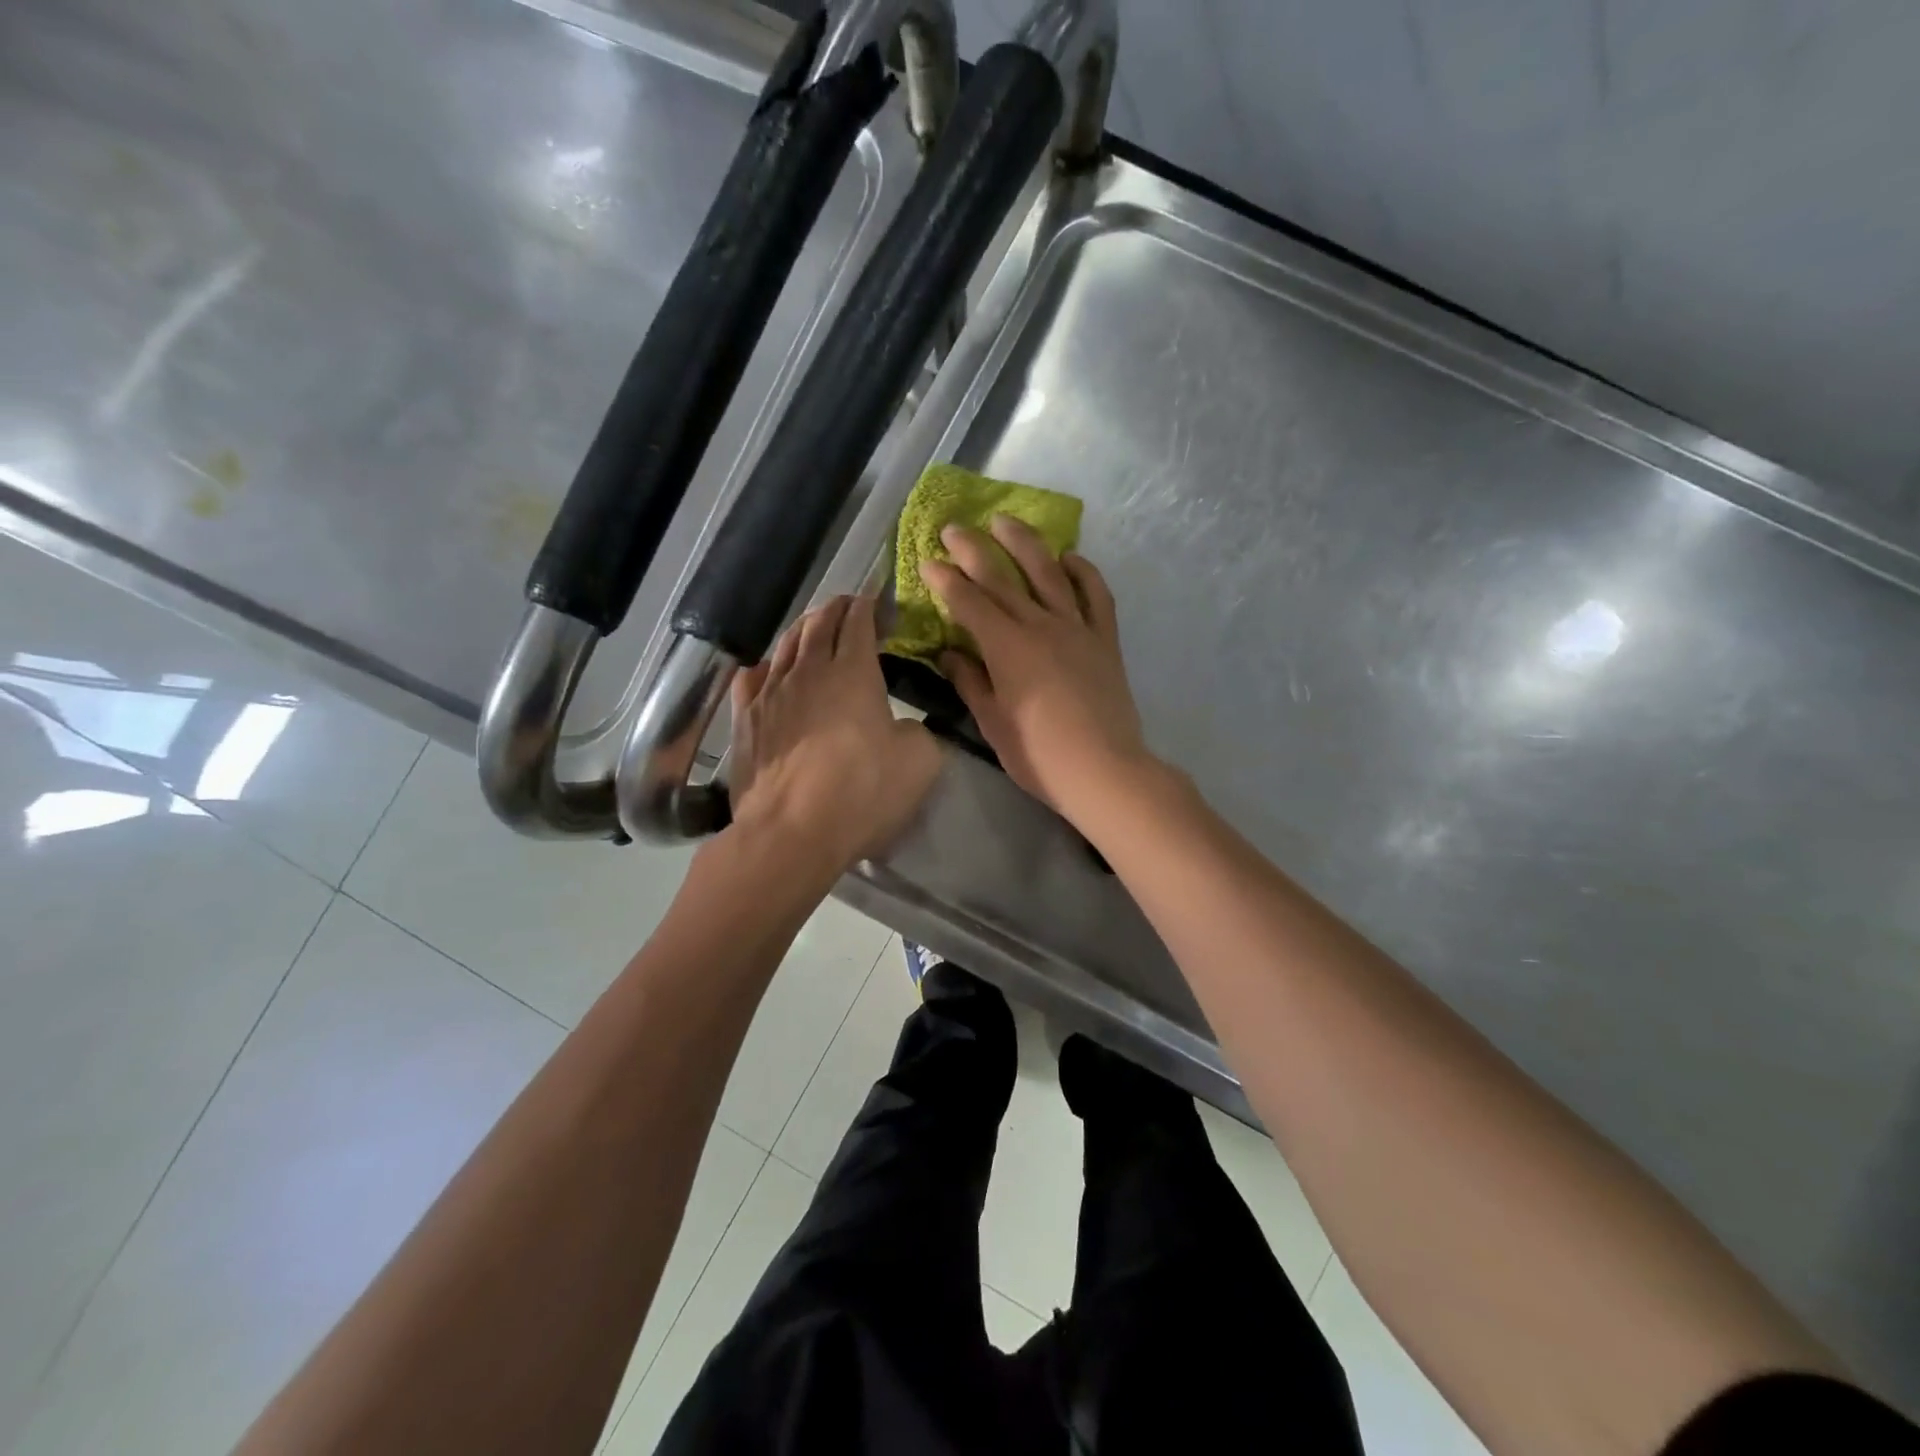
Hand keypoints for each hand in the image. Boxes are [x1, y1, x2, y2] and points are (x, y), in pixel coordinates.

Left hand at [728, 596, 942, 870]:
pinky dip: (766, 664)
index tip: (877, 601)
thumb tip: (905, 726)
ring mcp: (771, 693)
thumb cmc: (862, 792)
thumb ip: (921, 732)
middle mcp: (808, 671)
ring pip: (785, 645)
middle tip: (849, 606)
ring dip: (803, 629)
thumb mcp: (921, 762)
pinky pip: (752, 677)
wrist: (792, 831)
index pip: (859, 622)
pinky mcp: (745, 720)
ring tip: (813, 626)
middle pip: (819, 624)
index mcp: (853, 672)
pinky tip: (770, 667)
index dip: (869, 606)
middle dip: (836, 609)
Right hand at [918, 515, 1155, 820]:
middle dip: (973, 549)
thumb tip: (949, 654)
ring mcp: (1077, 628)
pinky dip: (1083, 571)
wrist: (1105, 770)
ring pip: (1048, 573)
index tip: (927, 561)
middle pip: (1002, 577)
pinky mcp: (1104, 639)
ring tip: (1006, 521)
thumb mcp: (993, 723)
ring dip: (1025, 543)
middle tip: (953, 527)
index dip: (945, 580)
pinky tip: (1069, 558)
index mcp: (1007, 647)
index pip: (969, 602)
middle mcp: (1040, 625)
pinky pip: (1096, 594)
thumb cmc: (1040, 756)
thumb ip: (970, 682)